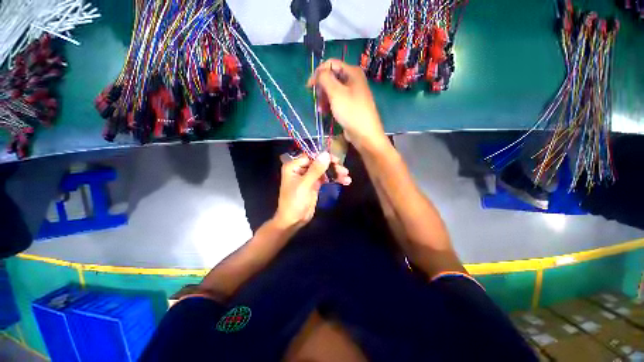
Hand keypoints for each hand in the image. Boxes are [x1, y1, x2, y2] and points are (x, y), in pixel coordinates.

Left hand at [274, 152, 350, 229]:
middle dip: (332, 166)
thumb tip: (326, 154)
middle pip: (319, 163)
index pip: (311, 156)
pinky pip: (326, 178)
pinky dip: (334, 179)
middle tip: (344, 170)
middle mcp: (301, 169)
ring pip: (324, 170)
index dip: (324, 157)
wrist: (293, 221)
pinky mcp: (315, 184)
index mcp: (294, 166)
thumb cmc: (294, 201)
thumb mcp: (305, 184)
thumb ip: (316, 169)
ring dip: (335, 173)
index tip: (336, 160)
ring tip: (347, 177)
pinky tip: (344, 181)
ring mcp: (308, 177)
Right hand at [307, 59, 388, 152]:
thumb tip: (318, 73)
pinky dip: (330, 105)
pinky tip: (326, 113)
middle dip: (322, 88)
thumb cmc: (351, 111)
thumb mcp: (336, 93)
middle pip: (331, 78)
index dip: (318, 73)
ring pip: (333, 91)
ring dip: (324, 98)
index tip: (309, 87)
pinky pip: (337, 100)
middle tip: (317, 100)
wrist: (364, 134)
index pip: (331, 64)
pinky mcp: (350, 105)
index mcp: (352, 72)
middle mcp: (353, 80)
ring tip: (321, 110)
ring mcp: (352, 94)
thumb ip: (324, 78)